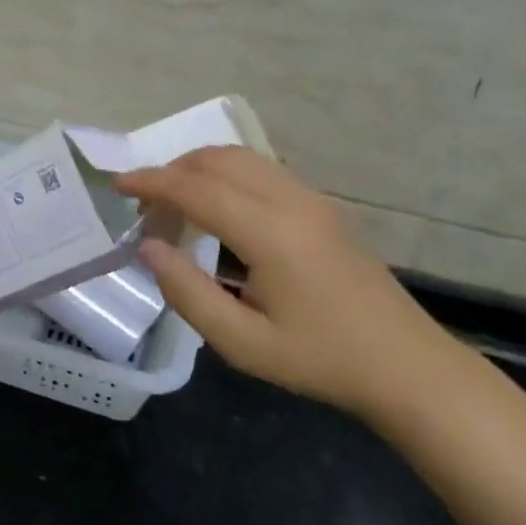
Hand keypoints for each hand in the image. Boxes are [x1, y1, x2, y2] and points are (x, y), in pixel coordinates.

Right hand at [116, 148, 464, 418]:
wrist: (408, 367)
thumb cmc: (321, 360)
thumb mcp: (242, 343)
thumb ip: (187, 292)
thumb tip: (148, 247)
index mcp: (271, 232)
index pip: (196, 188)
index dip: (151, 181)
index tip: (117, 185)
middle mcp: (291, 200)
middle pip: (217, 159)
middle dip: (172, 171)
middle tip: (145, 207)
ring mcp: (312, 198)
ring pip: (241, 158)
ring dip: (198, 170)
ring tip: (174, 206)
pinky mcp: (322, 206)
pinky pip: (261, 170)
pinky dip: (225, 176)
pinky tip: (216, 210)